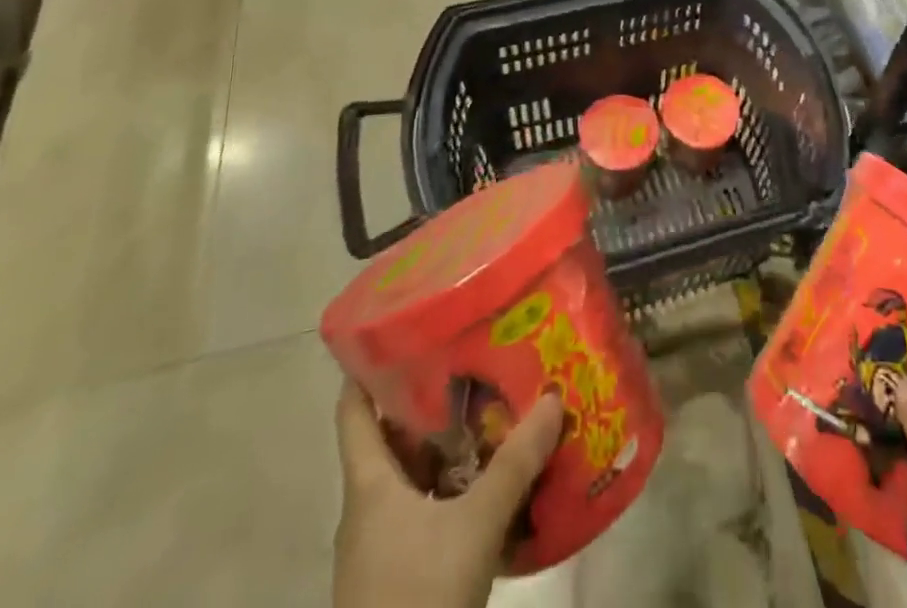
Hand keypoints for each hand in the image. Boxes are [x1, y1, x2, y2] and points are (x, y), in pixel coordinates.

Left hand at [334, 381, 564, 607]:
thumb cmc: (418, 597)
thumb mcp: (475, 524)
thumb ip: (515, 463)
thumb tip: (553, 399)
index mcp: (368, 484)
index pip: (352, 408)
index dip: (367, 364)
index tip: (401, 324)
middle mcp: (367, 506)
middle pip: (391, 438)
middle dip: (430, 400)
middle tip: (474, 359)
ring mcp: (380, 544)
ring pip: (412, 476)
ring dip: (448, 447)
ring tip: (493, 410)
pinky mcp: (399, 573)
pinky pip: (425, 511)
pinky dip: (453, 488)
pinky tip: (491, 481)